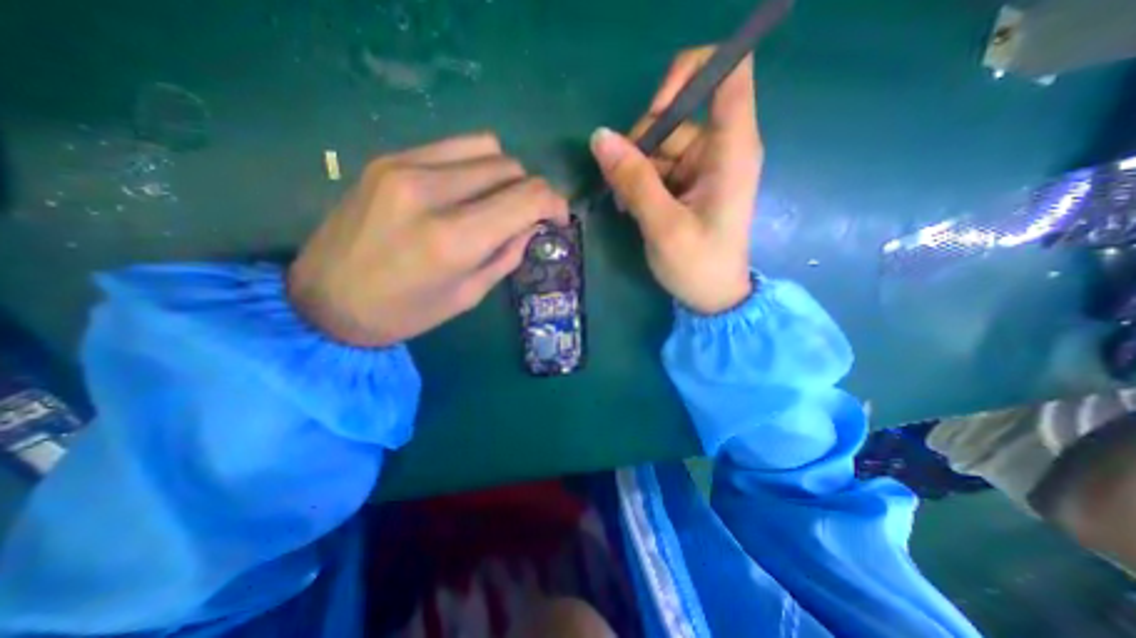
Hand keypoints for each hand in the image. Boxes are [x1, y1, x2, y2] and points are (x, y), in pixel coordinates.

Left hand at [287, 131, 564, 346]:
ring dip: (504, 176)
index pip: (527, 197)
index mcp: (455, 239)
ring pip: (487, 149)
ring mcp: (405, 167)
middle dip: (530, 192)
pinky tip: (466, 189)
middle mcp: (432, 193)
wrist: (325, 301)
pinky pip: (454, 147)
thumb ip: (507, 254)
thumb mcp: (469, 294)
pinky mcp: (388, 159)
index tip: (559, 218)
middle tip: (525, 217)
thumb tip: (532, 225)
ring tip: (495, 202)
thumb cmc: (406, 312)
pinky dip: (474, 165)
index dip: (555, 203)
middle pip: (511, 168)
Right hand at [585, 44, 761, 313]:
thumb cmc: (698, 265)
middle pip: (677, 115)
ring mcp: (704, 166)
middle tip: (622, 184)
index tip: (655, 109)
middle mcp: (721, 148)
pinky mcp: (691, 183)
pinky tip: (631, 207)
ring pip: (660, 144)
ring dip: (635, 170)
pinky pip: (659, 166)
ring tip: (626, 205)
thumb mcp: (663, 225)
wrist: (713, 298)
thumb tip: (600, 138)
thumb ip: (633, 180)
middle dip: (641, 144)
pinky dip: (640, 181)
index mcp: (731, 150)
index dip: (687, 74)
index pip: (728, 72)